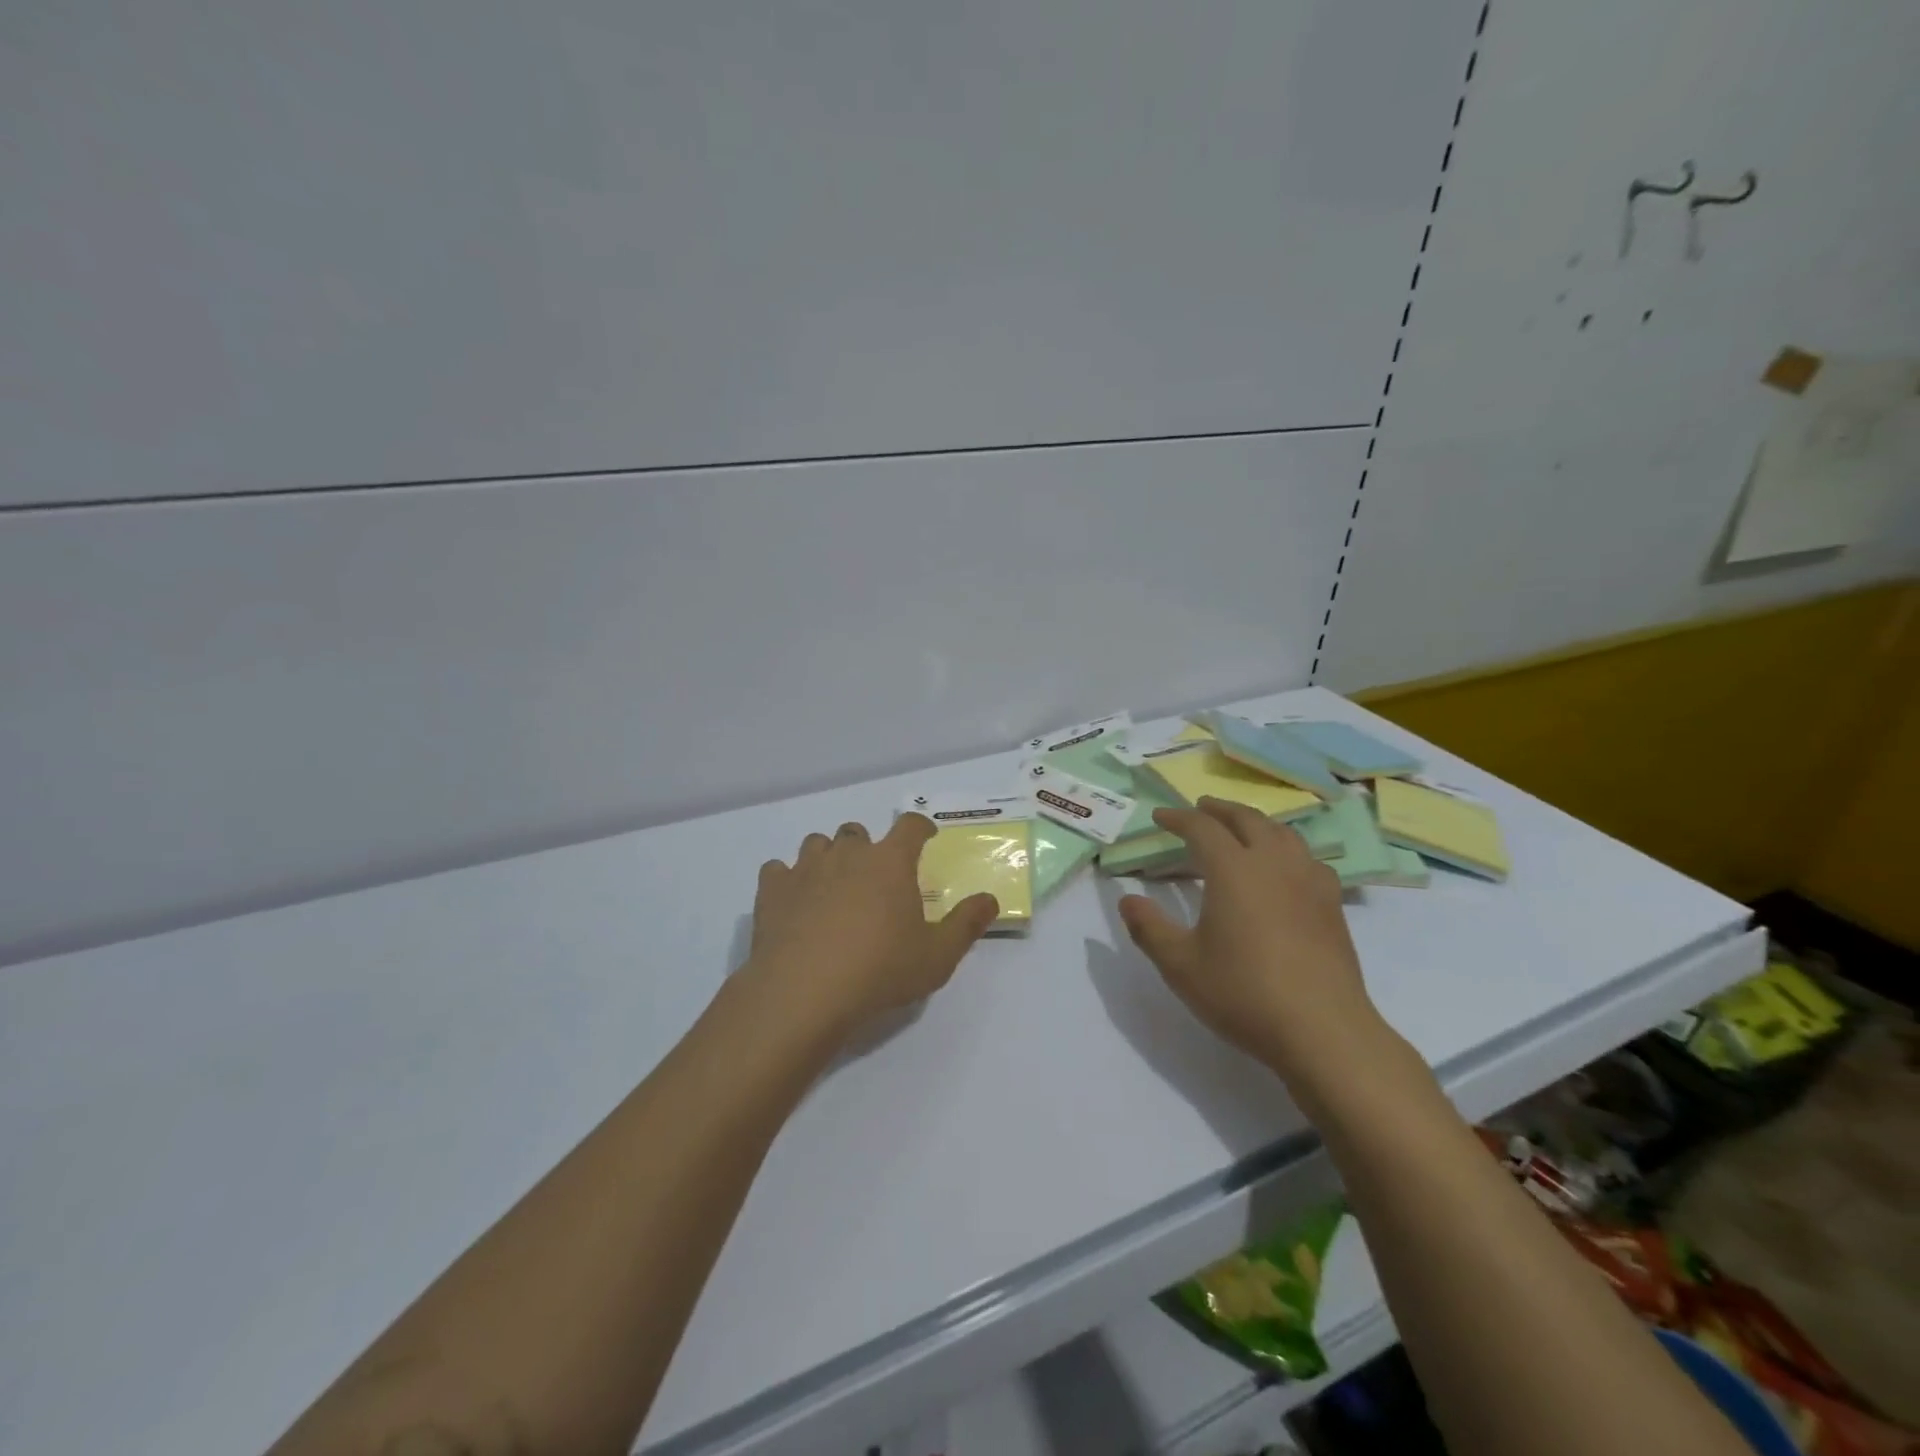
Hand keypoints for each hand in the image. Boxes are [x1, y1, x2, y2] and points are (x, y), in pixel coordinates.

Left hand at [742, 815, 998, 1043]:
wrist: (803, 992)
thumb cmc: (879, 971)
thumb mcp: (937, 956)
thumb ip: (966, 925)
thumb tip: (990, 900)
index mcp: (890, 862)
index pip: (910, 826)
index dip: (920, 828)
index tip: (925, 837)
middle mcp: (847, 854)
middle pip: (857, 832)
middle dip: (868, 847)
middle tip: (874, 877)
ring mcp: (805, 868)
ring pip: (817, 843)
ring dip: (828, 857)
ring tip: (833, 886)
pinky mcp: (772, 890)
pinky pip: (778, 869)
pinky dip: (787, 879)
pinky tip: (793, 901)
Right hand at [1117, 797, 1390, 1083]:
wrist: (1322, 1030)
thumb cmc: (1243, 993)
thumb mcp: (1180, 965)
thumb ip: (1149, 928)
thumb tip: (1127, 900)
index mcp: (1233, 869)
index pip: (1202, 828)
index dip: (1178, 818)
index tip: (1160, 816)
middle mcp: (1273, 863)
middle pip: (1247, 819)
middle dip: (1219, 809)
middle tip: (1201, 808)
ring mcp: (1309, 882)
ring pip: (1283, 833)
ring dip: (1256, 822)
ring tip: (1242, 827)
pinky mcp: (1332, 905)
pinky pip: (1308, 858)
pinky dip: (1288, 849)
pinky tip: (1286, 867)